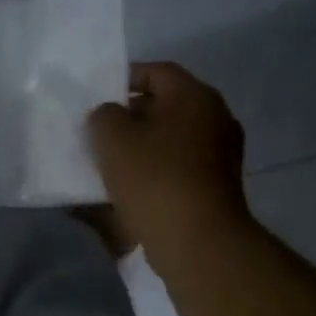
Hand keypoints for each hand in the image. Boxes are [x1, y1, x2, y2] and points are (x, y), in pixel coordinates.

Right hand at [87, 62, 250, 261]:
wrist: (198, 243)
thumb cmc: (154, 178)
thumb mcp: (112, 136)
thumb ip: (104, 114)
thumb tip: (111, 116)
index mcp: (195, 96)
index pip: (156, 72)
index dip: (122, 79)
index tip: (95, 97)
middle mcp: (215, 119)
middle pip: (163, 107)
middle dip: (128, 117)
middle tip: (96, 131)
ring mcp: (220, 156)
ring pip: (169, 140)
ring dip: (139, 147)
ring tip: (104, 161)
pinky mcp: (215, 188)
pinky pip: (176, 168)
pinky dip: (152, 172)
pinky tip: (123, 189)